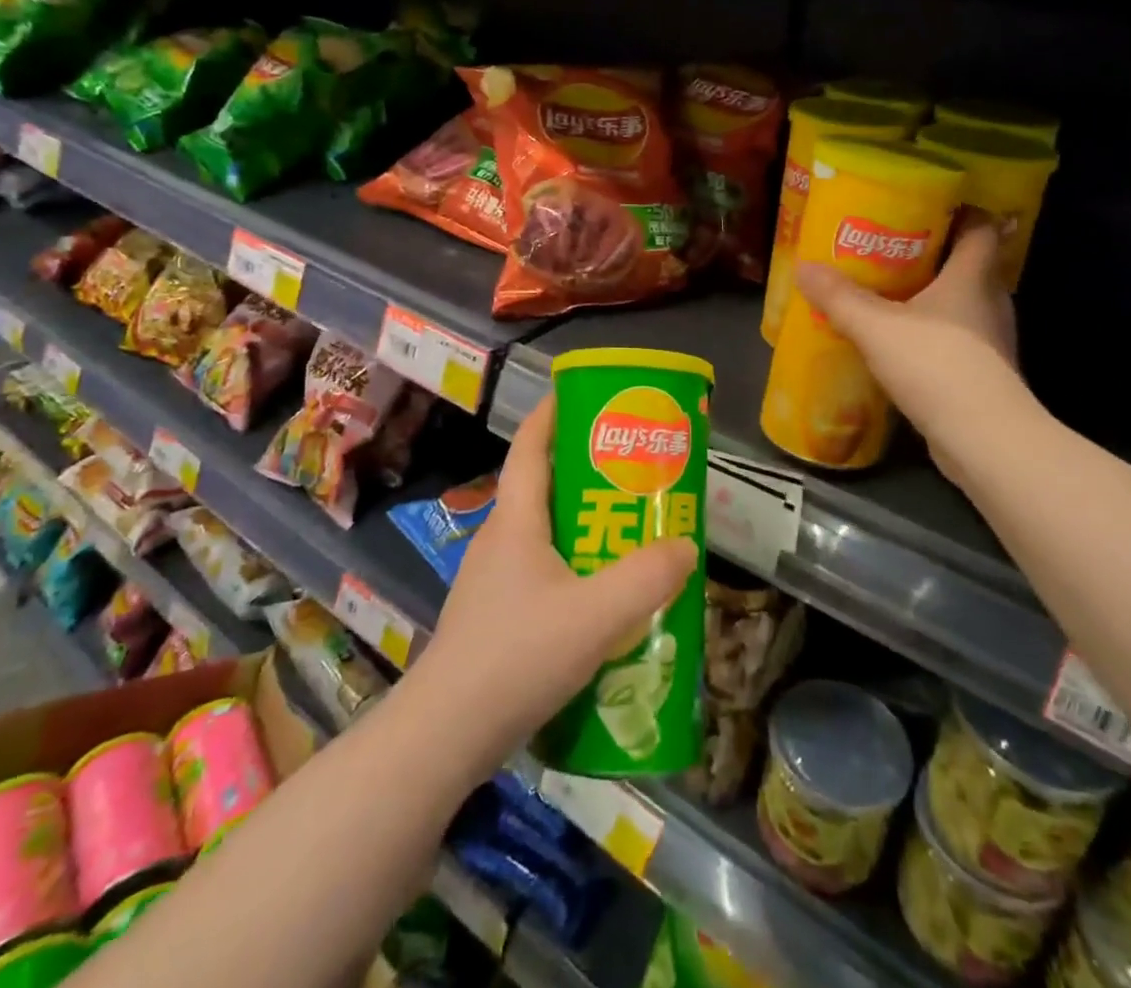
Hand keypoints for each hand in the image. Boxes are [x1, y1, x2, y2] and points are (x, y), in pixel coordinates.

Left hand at [413, 397, 697, 777]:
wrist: (445, 736)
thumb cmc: (517, 656)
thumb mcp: (596, 616)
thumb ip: (647, 579)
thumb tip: (684, 546)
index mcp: (516, 519)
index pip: (530, 445)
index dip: (553, 412)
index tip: (586, 395)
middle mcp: (501, 539)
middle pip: (543, 485)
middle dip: (586, 470)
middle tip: (635, 471)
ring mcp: (494, 580)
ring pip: (544, 533)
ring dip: (584, 523)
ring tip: (631, 531)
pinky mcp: (496, 617)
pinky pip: (542, 572)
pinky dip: (575, 567)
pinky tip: (604, 600)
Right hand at [794, 212, 1019, 489]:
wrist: (983, 438)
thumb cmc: (936, 364)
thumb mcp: (876, 326)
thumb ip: (840, 297)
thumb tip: (804, 267)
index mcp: (973, 277)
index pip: (981, 228)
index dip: (962, 212)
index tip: (928, 207)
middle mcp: (990, 302)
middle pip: (969, 265)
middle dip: (934, 255)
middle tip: (891, 251)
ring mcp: (991, 341)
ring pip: (962, 306)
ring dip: (931, 299)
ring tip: (888, 297)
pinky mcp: (984, 375)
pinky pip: (956, 341)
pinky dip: (932, 336)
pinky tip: (900, 346)